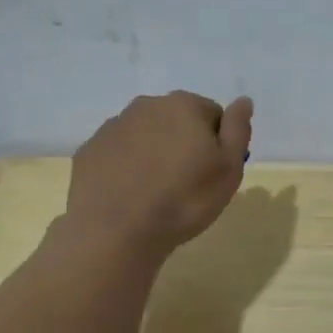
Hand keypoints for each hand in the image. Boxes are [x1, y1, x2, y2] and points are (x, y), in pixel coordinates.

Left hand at [67, 92, 252, 255]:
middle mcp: (146, 105)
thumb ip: (238, 129)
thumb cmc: (184, 199)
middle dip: (183, 143)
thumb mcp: (228, 168)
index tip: (212, 172)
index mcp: (183, 105)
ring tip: (156, 192)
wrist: (117, 231)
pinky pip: (118, 153)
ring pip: (145, 135)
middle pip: (176, 120)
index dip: (217, 144)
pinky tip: (130, 194)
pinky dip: (127, 166)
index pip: (213, 114)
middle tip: (186, 183)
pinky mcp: (89, 150)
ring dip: (154, 153)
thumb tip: (243, 100)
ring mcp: (112, 127)